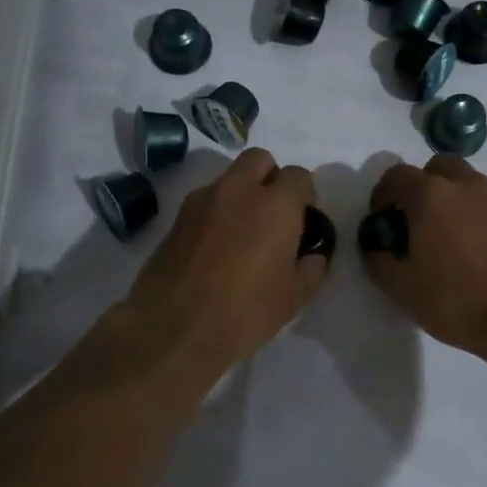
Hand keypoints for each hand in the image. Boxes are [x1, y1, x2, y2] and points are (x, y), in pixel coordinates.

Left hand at [121, 148, 329, 372]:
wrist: (174, 327)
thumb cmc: (245, 312)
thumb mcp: (293, 298)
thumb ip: (311, 269)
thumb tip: (312, 255)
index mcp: (276, 204)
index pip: (298, 176)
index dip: (305, 194)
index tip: (304, 219)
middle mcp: (239, 190)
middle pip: (260, 160)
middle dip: (271, 177)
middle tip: (274, 213)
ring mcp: (203, 200)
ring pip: (230, 178)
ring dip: (242, 192)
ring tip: (243, 232)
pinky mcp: (177, 217)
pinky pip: (206, 200)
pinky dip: (217, 211)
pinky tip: (217, 246)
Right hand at [362, 156, 486, 358]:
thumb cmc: (455, 300)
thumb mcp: (402, 289)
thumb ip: (379, 262)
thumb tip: (376, 248)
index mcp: (431, 195)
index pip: (397, 175)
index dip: (382, 194)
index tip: (381, 220)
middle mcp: (465, 186)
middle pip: (438, 168)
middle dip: (421, 186)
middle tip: (414, 220)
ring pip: (467, 183)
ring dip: (450, 198)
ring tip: (445, 236)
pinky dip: (474, 214)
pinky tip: (473, 250)